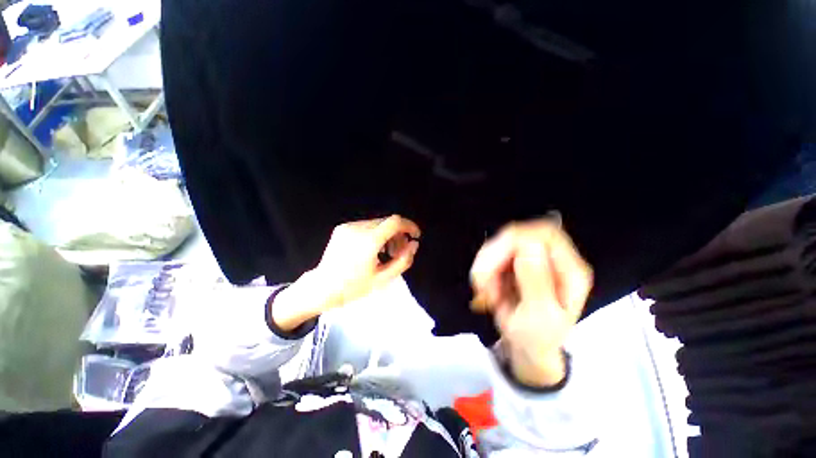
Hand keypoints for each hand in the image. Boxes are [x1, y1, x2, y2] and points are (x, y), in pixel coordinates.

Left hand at [272, 215, 420, 330]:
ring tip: (386, 252)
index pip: (395, 222)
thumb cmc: (353, 287)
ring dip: (387, 234)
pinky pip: (366, 226)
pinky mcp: (342, 228)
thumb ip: (403, 260)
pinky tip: (373, 249)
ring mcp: (348, 226)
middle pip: (387, 222)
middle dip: (399, 234)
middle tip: (399, 251)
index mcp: (369, 241)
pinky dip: (375, 234)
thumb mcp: (383, 278)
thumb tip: (414, 244)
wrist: (322, 287)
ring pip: (377, 223)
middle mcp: (358, 228)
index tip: (415, 236)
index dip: (409, 226)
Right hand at [470, 216, 592, 387]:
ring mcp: (530, 257)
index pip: (545, 234)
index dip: (515, 240)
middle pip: (516, 235)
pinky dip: (482, 270)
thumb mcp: (540, 317)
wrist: (528, 346)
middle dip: (492, 257)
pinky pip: (490, 255)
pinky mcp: (513, 261)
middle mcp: (551, 258)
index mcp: (569, 270)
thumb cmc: (538, 337)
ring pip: (498, 243)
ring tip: (485, 291)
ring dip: (485, 266)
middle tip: (482, 283)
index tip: (495, 265)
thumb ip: (537, 283)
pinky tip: (485, 288)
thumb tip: (528, 246)